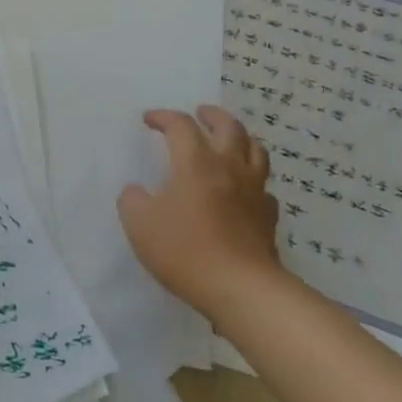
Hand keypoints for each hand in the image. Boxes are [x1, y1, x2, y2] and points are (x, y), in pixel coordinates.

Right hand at [118, 105, 281, 319]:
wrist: (241, 288)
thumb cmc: (185, 250)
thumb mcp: (140, 224)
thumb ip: (133, 200)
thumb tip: (136, 191)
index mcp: (196, 162)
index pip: (181, 125)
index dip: (163, 117)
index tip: (149, 119)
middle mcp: (229, 167)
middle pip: (228, 126)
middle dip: (211, 115)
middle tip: (200, 113)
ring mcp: (254, 191)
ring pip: (255, 150)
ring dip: (240, 138)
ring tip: (229, 140)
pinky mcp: (269, 216)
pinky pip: (264, 187)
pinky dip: (253, 180)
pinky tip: (244, 190)